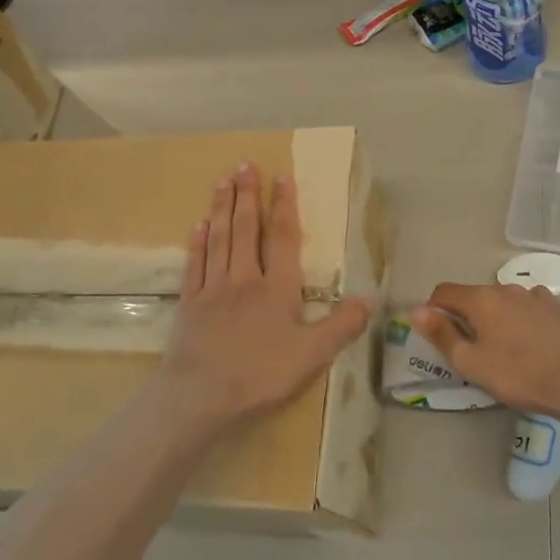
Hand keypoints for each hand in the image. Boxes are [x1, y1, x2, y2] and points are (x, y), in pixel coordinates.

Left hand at [160, 161, 371, 426]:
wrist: (201, 395)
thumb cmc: (261, 374)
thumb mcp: (313, 356)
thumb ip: (342, 326)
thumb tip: (369, 299)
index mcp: (277, 289)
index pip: (283, 239)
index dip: (284, 207)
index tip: (282, 177)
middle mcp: (244, 279)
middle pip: (246, 229)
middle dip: (248, 195)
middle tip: (244, 164)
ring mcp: (213, 288)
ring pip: (220, 238)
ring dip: (222, 207)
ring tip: (222, 180)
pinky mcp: (190, 303)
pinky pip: (195, 264)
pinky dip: (198, 242)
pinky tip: (199, 224)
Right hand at [409, 283, 559, 417]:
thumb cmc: (519, 373)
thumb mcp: (471, 362)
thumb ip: (441, 335)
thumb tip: (415, 311)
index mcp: (479, 299)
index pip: (443, 292)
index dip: (433, 311)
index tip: (438, 337)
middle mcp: (504, 288)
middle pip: (473, 296)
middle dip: (465, 317)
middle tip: (471, 351)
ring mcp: (533, 294)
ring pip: (501, 301)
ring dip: (494, 318)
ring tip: (504, 349)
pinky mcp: (555, 306)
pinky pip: (527, 306)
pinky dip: (520, 318)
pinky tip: (530, 341)